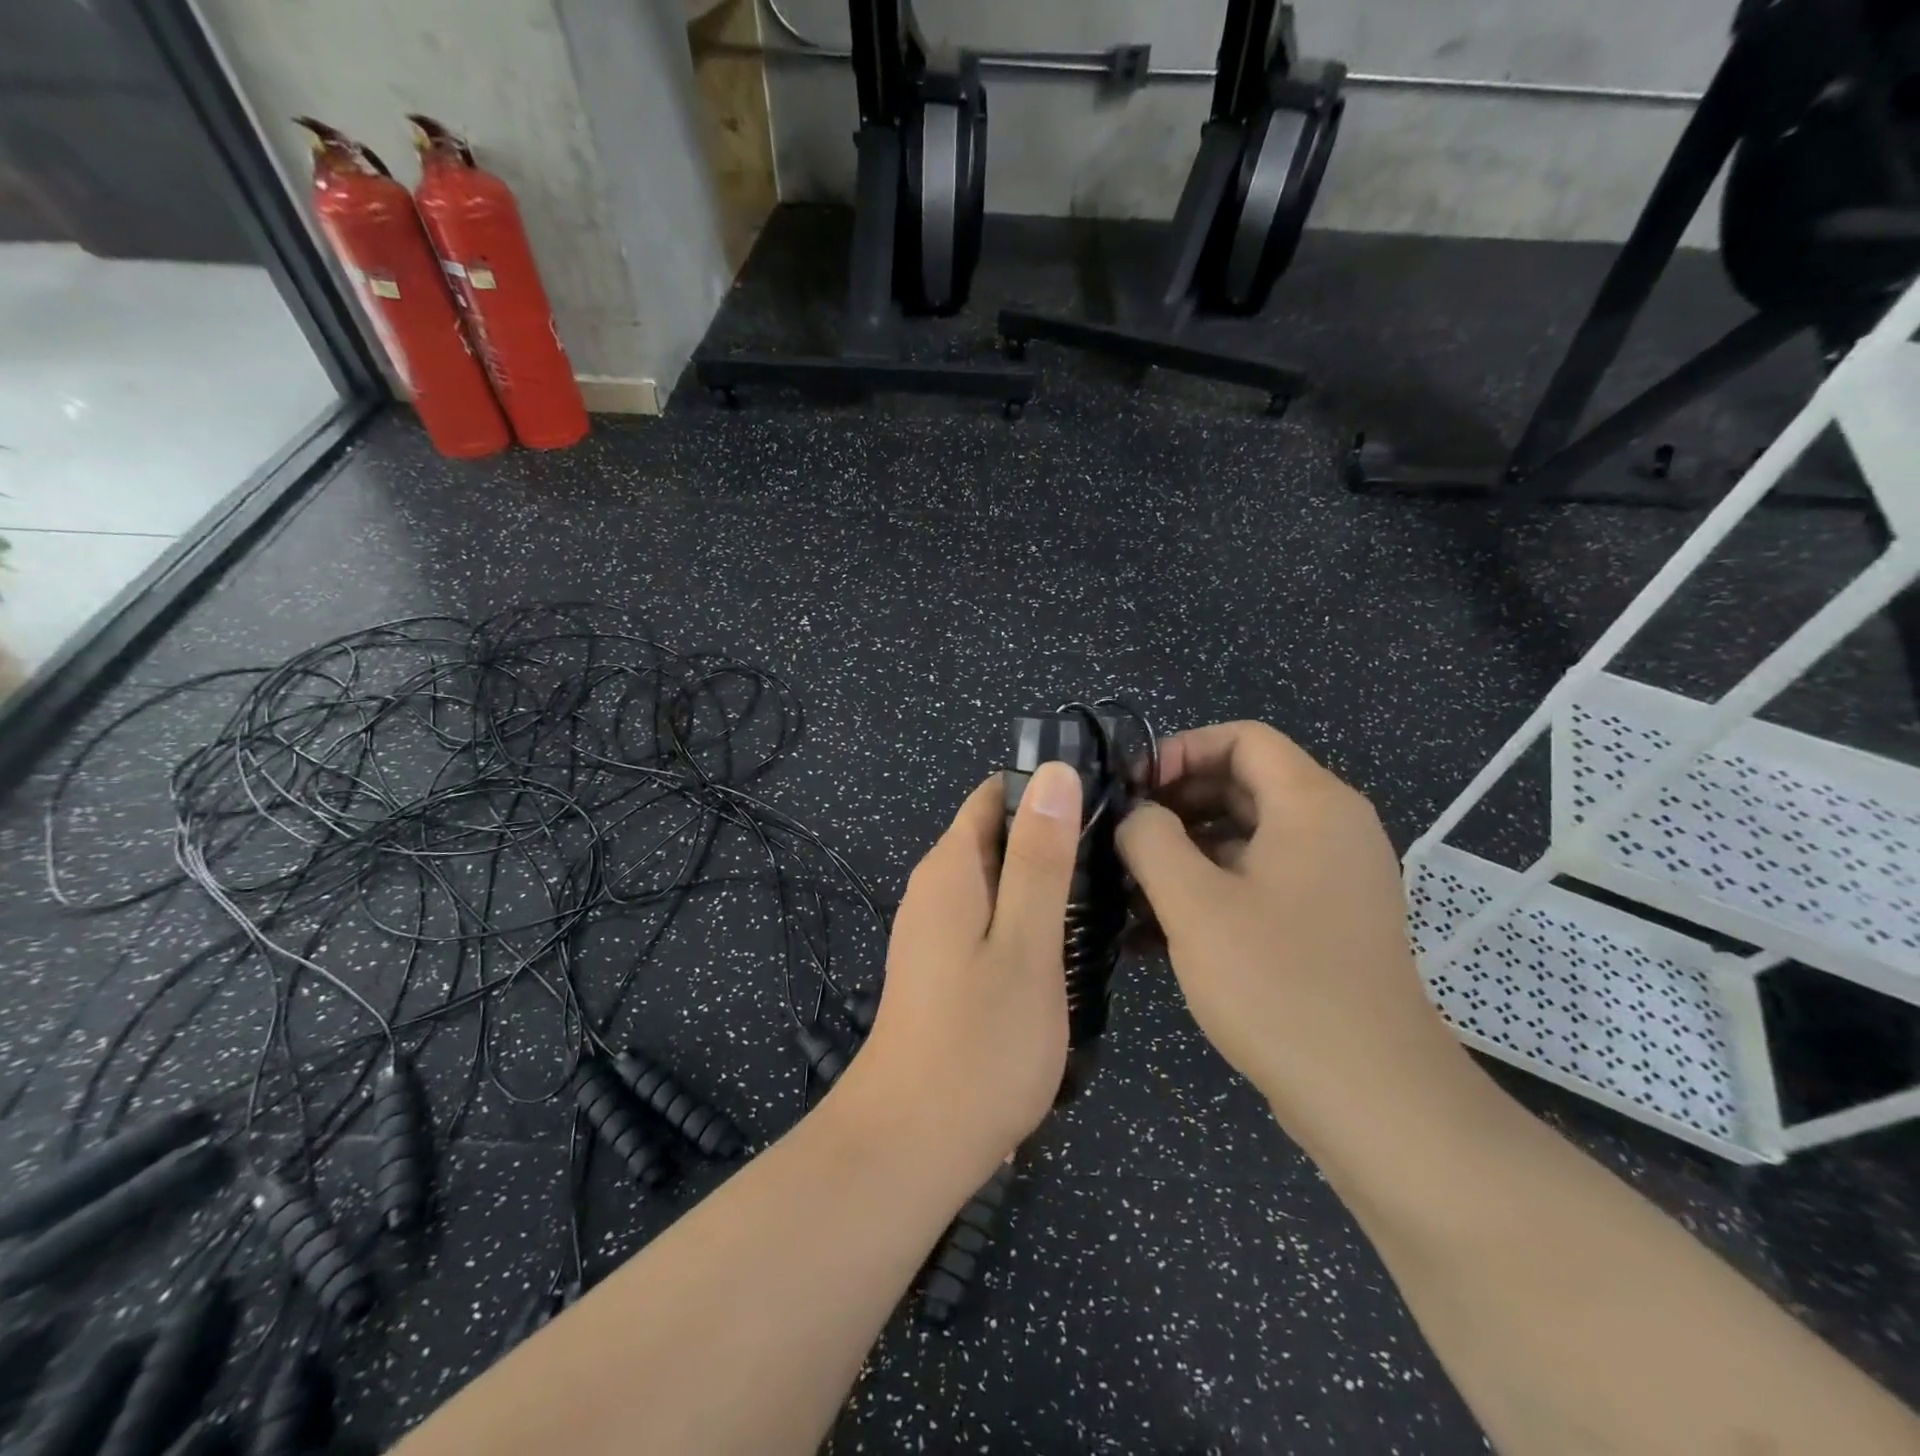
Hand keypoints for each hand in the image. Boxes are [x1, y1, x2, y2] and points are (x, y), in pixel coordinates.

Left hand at [842, 762, 1080, 1182]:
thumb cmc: (979, 1042)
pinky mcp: (942, 966)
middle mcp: (935, 887)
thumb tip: (1054, 774)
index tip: (1108, 806)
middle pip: (998, 835)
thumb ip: (1041, 858)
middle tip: (1120, 863)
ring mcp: (934, 930)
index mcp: (951, 867)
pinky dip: (1029, 920)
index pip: (996, 794)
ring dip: (1046, 884)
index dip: (1049, 790)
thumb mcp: (1026, 943)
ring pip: (998, 881)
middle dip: (1054, 839)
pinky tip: (1067, 949)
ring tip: (1108, 903)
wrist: (911, 1145)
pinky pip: (991, 919)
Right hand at [1116, 722, 1466, 1140]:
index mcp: (1312, 805)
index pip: (1242, 738)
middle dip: (1176, 802)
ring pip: (1247, 835)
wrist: (1371, 1096)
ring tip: (1129, 883)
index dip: (1180, 750)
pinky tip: (1157, 927)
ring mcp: (1333, 878)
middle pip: (1243, 783)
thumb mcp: (1194, 903)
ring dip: (1186, 849)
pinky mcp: (1325, 921)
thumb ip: (1150, 839)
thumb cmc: (1278, 983)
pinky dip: (1211, 886)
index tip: (1132, 788)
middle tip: (1121, 834)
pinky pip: (1259, 879)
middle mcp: (1332, 829)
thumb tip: (1136, 816)